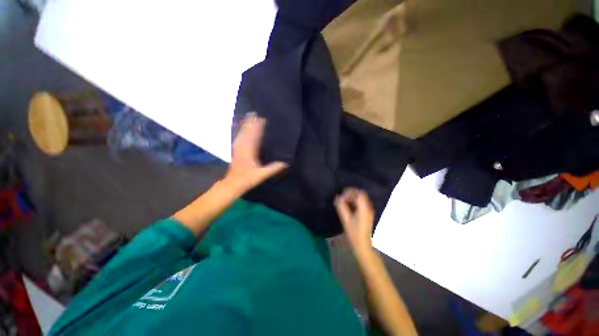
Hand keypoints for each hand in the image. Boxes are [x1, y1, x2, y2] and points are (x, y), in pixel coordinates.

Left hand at [223, 113, 287, 193]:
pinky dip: (240, 131)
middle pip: (247, 132)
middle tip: (255, 113)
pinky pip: (238, 138)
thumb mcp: (262, 175)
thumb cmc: (247, 179)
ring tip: (248, 117)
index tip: (262, 119)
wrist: (233, 184)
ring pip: (242, 134)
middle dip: (251, 122)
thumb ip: (273, 168)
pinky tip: (241, 129)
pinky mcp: (236, 151)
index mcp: (249, 152)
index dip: (258, 127)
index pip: (254, 136)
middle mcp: (243, 148)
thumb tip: (285, 163)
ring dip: (245, 125)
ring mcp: (238, 149)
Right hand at [334, 188, 374, 253]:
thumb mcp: (346, 220)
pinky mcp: (367, 214)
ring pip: (360, 199)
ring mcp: (368, 211)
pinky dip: (354, 202)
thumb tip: (337, 197)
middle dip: (350, 194)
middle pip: (360, 194)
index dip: (349, 192)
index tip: (341, 197)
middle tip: (341, 199)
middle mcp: (368, 208)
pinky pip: (360, 204)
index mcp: (364, 208)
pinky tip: (347, 207)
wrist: (363, 246)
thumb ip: (341, 207)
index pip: (359, 193)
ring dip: (351, 198)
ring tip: (343, 202)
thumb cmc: (354, 234)